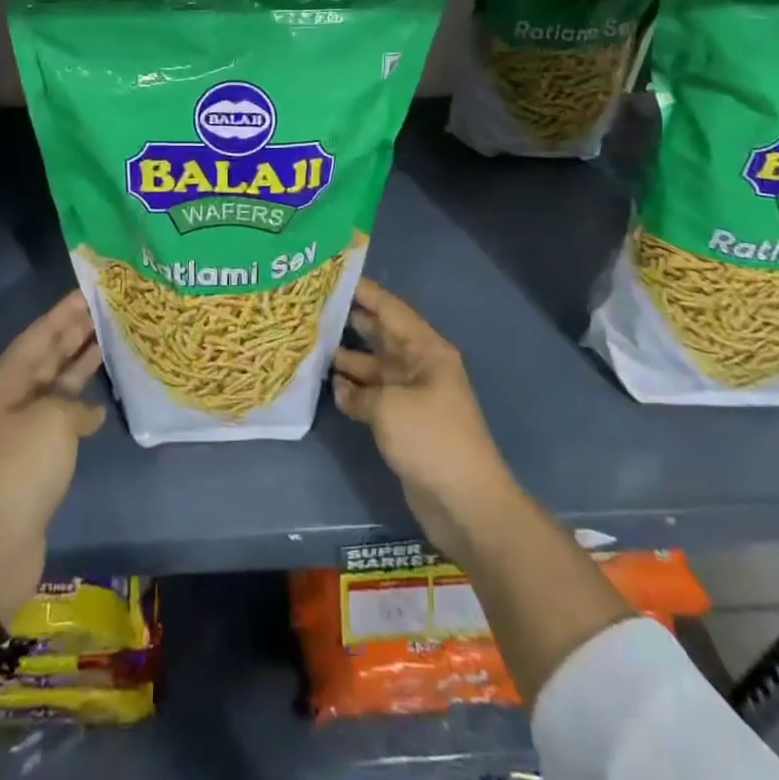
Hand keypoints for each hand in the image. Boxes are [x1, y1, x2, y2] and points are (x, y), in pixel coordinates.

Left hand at [0, 291, 104, 617]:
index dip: (64, 311)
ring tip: (111, 338)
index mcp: (4, 381)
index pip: (39, 334)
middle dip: (74, 331)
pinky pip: (62, 414)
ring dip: (81, 363)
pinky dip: (82, 404)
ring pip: (56, 383)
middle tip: (107, 308)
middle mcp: (10, 397)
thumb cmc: (21, 468)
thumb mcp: (53, 420)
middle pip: (47, 355)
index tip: (90, 290)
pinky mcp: (35, 455)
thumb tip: (87, 413)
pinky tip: (103, 398)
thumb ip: (75, 404)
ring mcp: (22, 427)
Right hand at [332, 279, 518, 560]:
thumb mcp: (388, 406)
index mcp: (426, 350)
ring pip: (375, 367)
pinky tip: (330, 387)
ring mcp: (412, 395)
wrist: (465, 503)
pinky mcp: (404, 423)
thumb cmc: (430, 439)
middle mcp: (420, 366)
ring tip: (313, 345)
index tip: (334, 276)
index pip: (391, 309)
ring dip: (348, 358)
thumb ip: (359, 389)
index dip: (365, 291)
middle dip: (352, 321)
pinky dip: (354, 392)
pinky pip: (374, 396)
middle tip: (315, 308)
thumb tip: (341, 385)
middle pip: (382, 335)